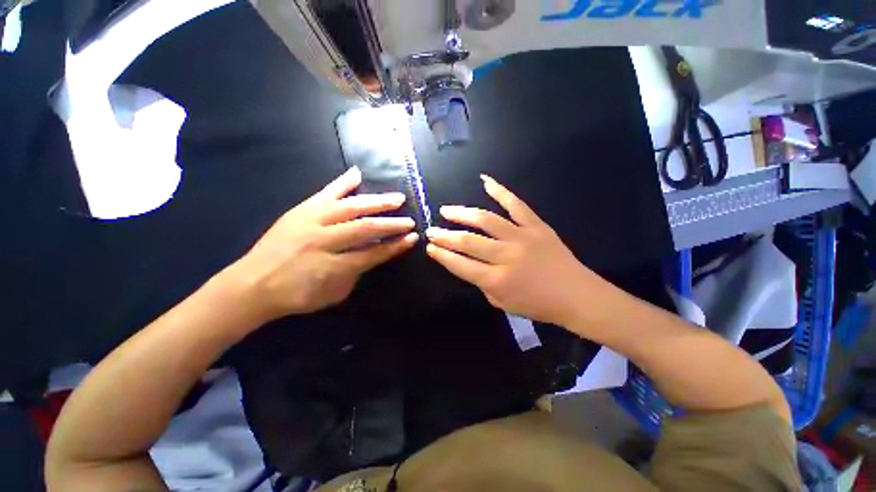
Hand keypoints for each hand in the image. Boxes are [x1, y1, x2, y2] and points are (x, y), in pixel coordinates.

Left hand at [233, 167, 417, 322]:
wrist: (251, 285)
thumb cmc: (296, 295)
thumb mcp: (334, 293)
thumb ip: (356, 272)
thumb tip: (372, 253)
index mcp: (333, 265)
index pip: (374, 252)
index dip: (395, 245)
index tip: (412, 238)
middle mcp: (324, 240)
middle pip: (365, 228)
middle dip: (391, 224)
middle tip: (410, 220)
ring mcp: (311, 221)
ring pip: (350, 207)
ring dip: (377, 202)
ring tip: (396, 198)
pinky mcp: (300, 210)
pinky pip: (325, 193)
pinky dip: (342, 183)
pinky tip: (357, 173)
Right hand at [425, 175, 604, 327]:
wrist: (577, 295)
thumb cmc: (538, 305)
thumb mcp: (502, 303)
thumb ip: (482, 283)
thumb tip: (468, 263)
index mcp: (496, 280)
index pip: (459, 264)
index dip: (442, 255)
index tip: (430, 247)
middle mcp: (506, 256)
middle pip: (467, 241)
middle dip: (444, 236)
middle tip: (431, 230)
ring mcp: (522, 237)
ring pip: (485, 220)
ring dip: (462, 214)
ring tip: (447, 210)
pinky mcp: (537, 226)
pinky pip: (516, 204)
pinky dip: (500, 191)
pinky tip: (485, 180)